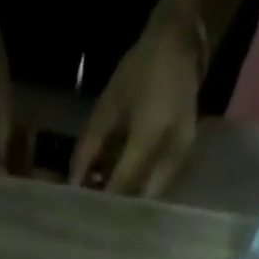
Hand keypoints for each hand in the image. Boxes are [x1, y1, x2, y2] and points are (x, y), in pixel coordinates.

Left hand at [70, 13, 203, 195]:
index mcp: (149, 135)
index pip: (121, 184)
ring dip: (129, 202)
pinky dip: (141, 191)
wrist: (181, 45)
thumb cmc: (139, 72)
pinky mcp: (185, 159)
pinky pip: (159, 186)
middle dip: (116, 208)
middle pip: (138, 198)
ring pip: (150, 197)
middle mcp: (170, 152)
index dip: (101, 202)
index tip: (84, 213)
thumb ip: (88, 149)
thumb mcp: (107, 108)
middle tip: (95, 212)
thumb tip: (72, 185)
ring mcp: (182, 157)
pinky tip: (125, 187)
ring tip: (107, 200)